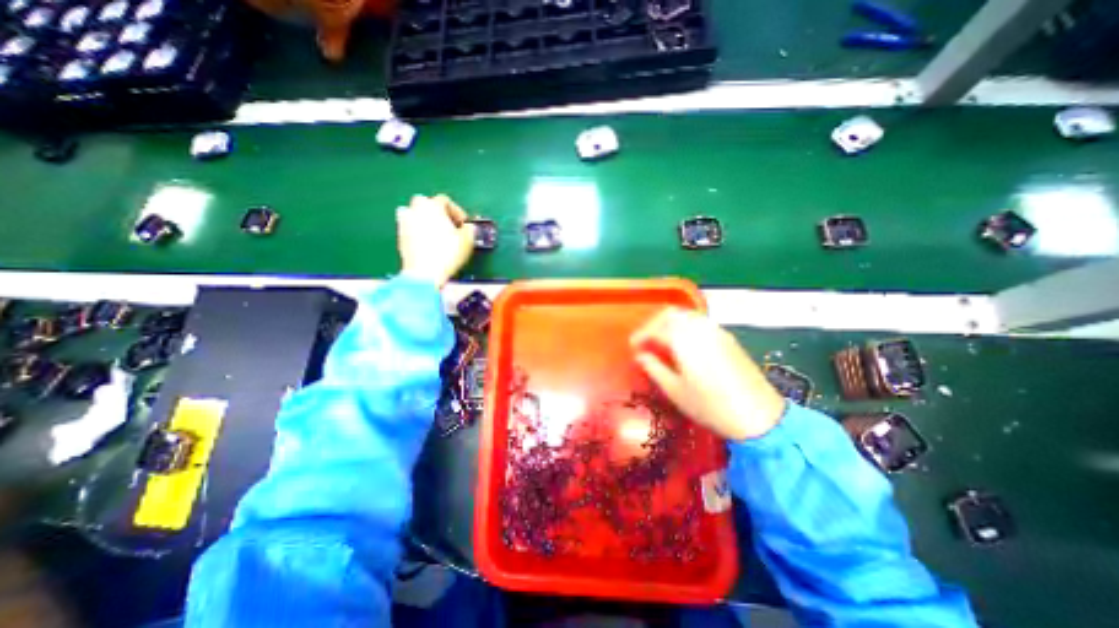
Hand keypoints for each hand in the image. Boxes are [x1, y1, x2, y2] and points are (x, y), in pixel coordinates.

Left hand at [397, 194, 476, 286]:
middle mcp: (415, 210)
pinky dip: (418, 232)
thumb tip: (468, 228)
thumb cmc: (447, 254)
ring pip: (413, 213)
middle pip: (425, 202)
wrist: (424, 273)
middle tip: (448, 225)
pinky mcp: (400, 237)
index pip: (445, 200)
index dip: (457, 211)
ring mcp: (404, 222)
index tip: (463, 223)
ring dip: (424, 220)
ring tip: (436, 233)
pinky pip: (409, 228)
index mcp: (432, 206)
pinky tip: (428, 244)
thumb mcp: (467, 240)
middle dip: (437, 212)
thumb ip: (470, 229)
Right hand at [628, 306, 784, 438]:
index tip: (633, 346)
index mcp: (685, 340)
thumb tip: (640, 356)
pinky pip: (700, 323)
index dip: (641, 335)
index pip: (657, 328)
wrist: (759, 416)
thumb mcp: (675, 391)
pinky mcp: (728, 338)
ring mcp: (717, 331)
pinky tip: (683, 346)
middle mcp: (701, 329)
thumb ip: (654, 368)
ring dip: (670, 324)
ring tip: (662, 343)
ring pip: (687, 316)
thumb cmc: (710, 406)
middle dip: (655, 324)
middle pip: (672, 314)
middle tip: (646, 341)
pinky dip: (685, 327)